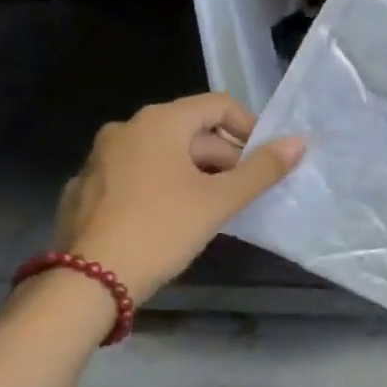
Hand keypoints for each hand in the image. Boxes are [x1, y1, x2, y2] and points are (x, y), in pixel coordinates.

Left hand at [54, 94, 304, 302]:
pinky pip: (135, 175)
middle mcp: (126, 128)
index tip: (264, 162)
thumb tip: (299, 143)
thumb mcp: (218, 201)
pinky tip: (169, 221)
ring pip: (162, 154)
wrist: (89, 280)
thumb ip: (262, 170)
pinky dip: (160, 187)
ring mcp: (100, 157)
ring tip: (211, 210)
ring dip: (194, 174)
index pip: (217, 105)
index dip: (249, 129)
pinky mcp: (87, 186)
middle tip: (243, 194)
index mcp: (159, 122)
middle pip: (189, 130)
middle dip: (223, 158)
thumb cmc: (161, 230)